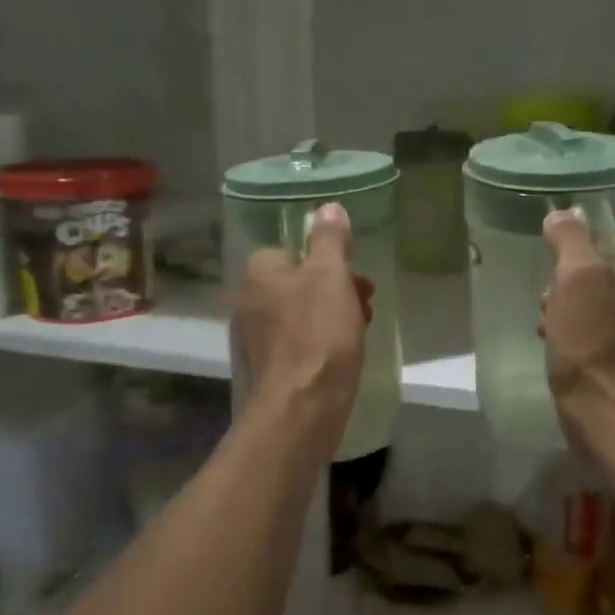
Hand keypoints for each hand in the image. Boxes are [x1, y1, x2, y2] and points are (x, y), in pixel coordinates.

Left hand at [231, 202, 371, 457]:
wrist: (301, 408)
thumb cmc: (318, 334)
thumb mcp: (330, 277)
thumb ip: (330, 240)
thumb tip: (328, 207)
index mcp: (259, 273)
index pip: (289, 250)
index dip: (325, 259)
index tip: (354, 273)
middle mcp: (248, 302)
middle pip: (297, 283)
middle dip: (333, 289)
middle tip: (366, 302)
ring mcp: (255, 338)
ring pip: (299, 314)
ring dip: (330, 316)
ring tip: (360, 331)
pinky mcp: (267, 369)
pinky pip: (298, 344)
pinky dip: (320, 343)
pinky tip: (342, 357)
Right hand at [540, 208, 614, 449]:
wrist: (609, 413)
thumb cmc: (592, 340)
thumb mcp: (576, 278)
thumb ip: (571, 239)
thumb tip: (564, 213)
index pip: (614, 238)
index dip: (580, 244)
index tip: (554, 262)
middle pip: (603, 272)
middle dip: (569, 282)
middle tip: (547, 300)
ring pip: (598, 305)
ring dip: (567, 310)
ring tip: (546, 327)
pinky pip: (599, 334)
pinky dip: (577, 336)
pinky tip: (557, 348)